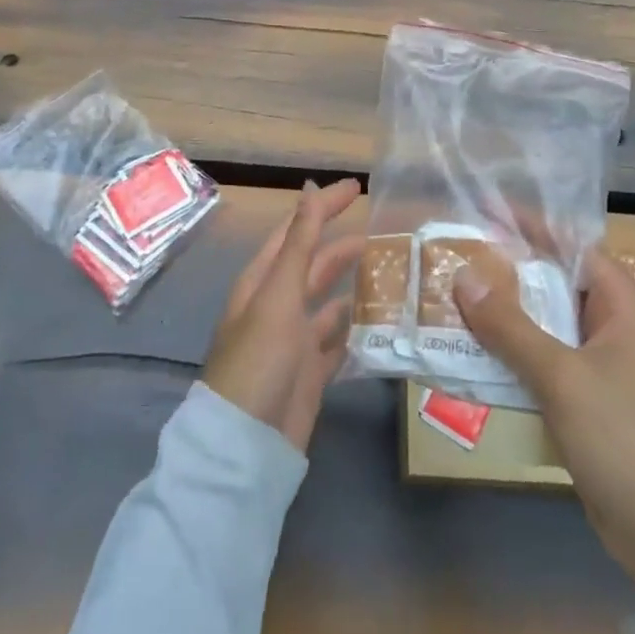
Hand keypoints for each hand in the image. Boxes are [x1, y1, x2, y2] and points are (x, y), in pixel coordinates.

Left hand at [203, 179, 365, 452]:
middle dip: (343, 245)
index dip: (323, 206)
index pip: (297, 231)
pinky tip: (379, 322)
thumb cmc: (258, 359)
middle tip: (383, 230)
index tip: (358, 187)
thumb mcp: (278, 294)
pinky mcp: (310, 374)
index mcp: (263, 281)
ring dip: (352, 285)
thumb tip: (310, 188)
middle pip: (314, 264)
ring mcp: (293, 341)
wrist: (246, 446)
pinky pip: (337, 342)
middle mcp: (277, 305)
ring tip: (389, 271)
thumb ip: (299, 243)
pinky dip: (355, 329)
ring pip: (328, 302)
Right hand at [455, 250, 634, 602]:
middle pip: (555, 282)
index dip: (527, 226)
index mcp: (623, 304)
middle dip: (507, 271)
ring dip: (506, 315)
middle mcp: (615, 324)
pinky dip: (515, 352)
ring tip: (454, 298)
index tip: (481, 211)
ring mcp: (604, 364)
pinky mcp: (592, 399)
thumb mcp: (562, 378)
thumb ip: (510, 326)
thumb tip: (463, 276)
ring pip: (547, 323)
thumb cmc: (627, 442)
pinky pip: (547, 359)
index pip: (570, 245)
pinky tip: (477, 352)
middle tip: (455, 256)